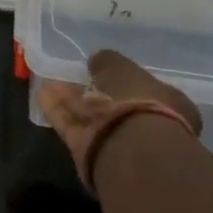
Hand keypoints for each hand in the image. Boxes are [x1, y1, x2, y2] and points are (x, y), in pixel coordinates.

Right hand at [37, 50, 202, 188]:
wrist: (132, 149)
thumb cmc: (139, 101)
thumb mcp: (122, 68)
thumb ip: (108, 61)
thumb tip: (97, 59)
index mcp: (169, 104)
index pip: (144, 88)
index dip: (122, 78)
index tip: (102, 69)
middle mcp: (147, 125)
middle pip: (115, 104)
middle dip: (93, 90)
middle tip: (74, 76)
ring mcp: (119, 141)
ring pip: (92, 115)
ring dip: (71, 99)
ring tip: (50, 83)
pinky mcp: (92, 152)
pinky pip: (73, 126)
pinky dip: (58, 111)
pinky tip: (42, 95)